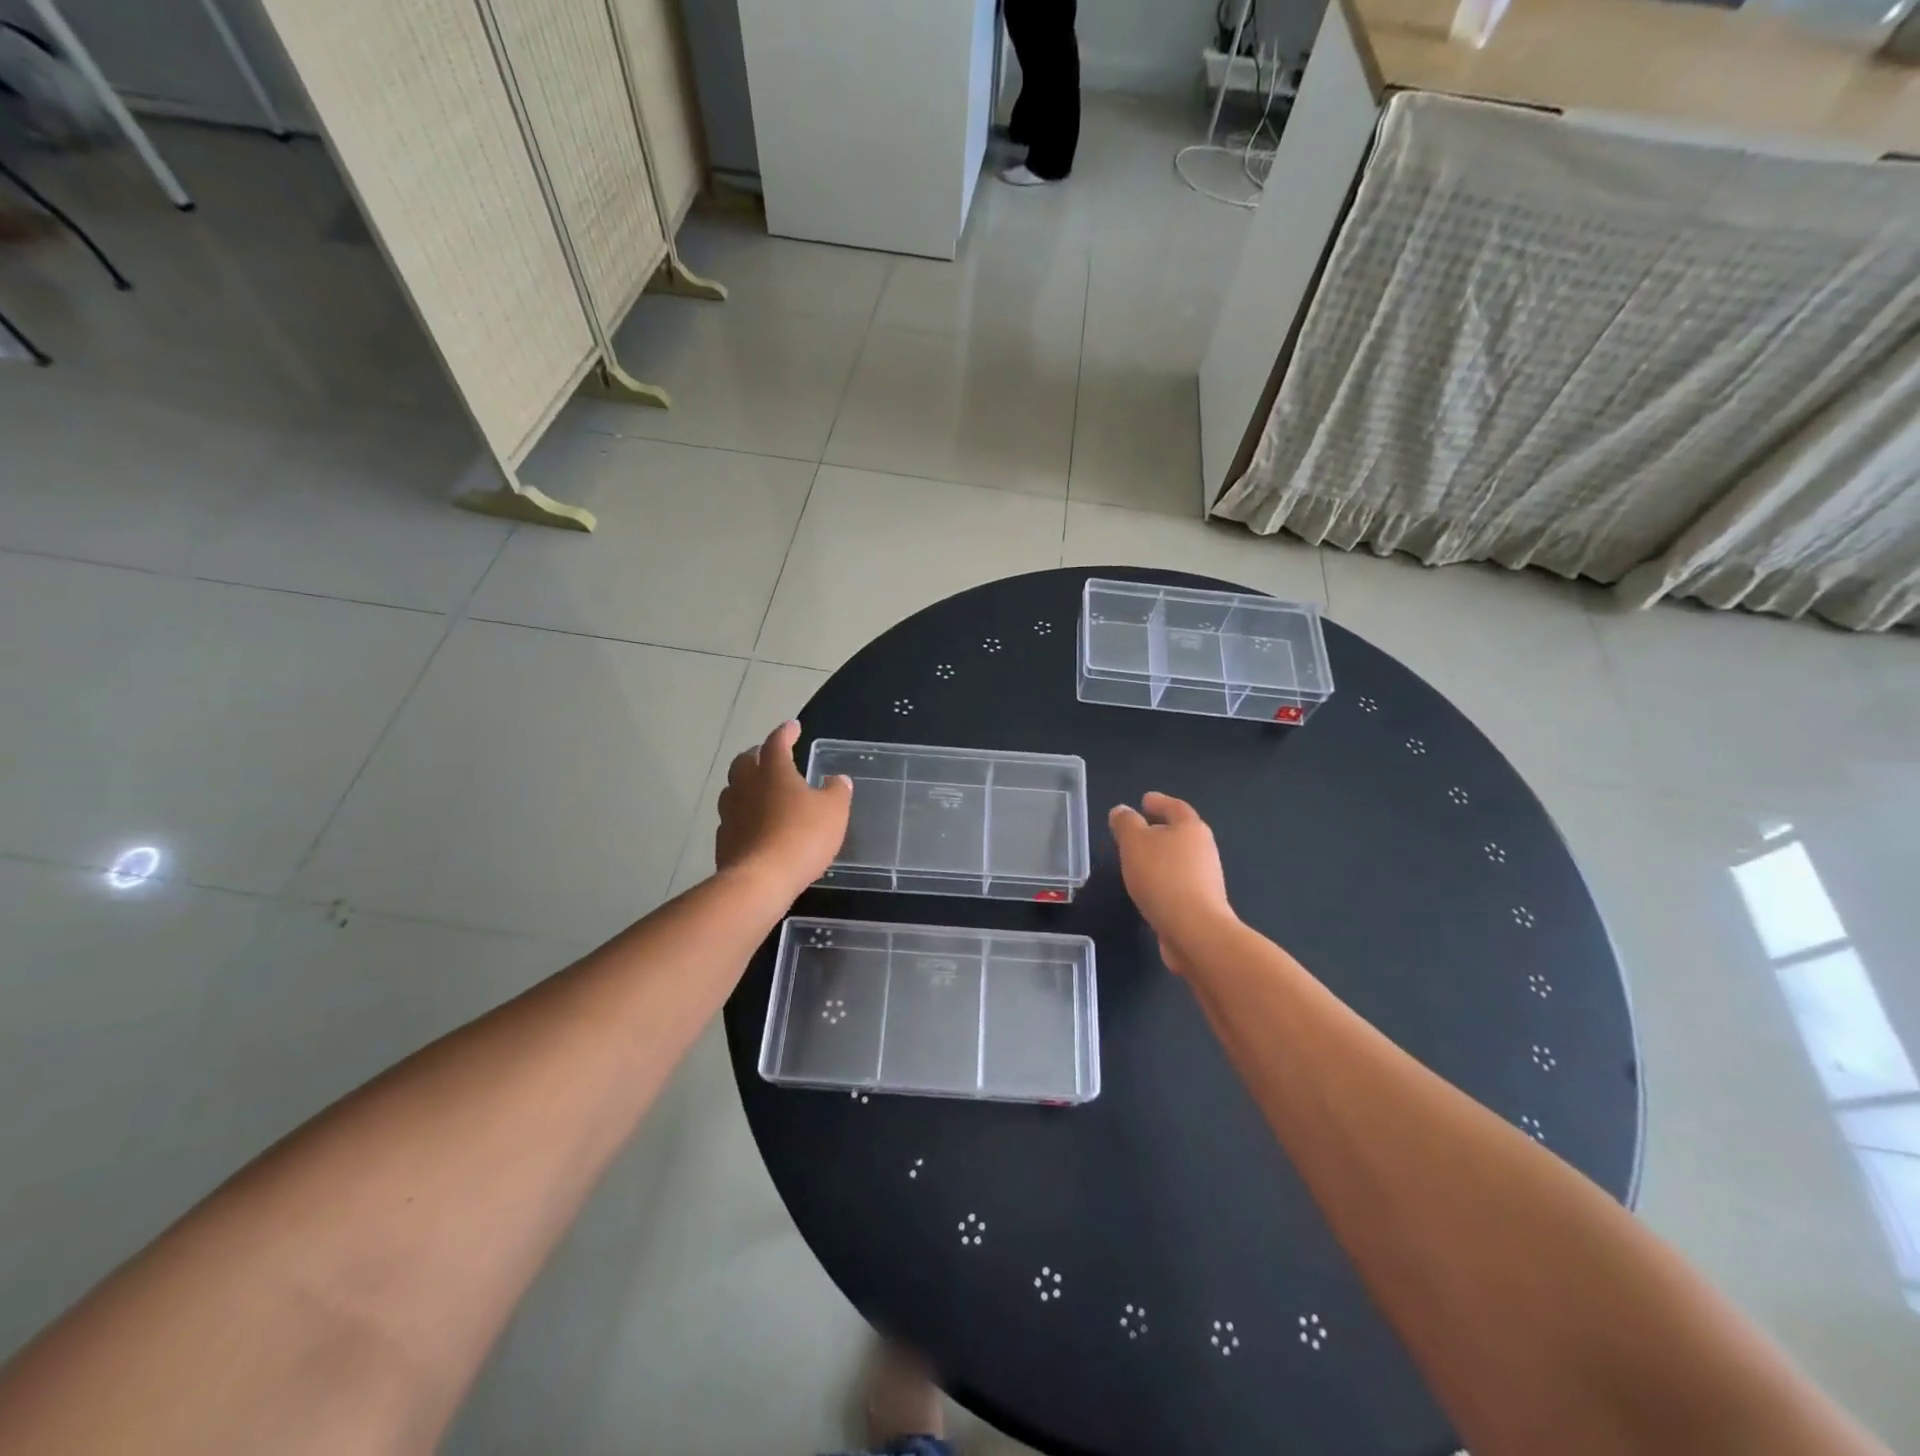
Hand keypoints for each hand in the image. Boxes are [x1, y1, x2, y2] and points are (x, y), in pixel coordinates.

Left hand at [716, 721, 851, 897]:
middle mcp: (746, 786)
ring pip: (733, 789)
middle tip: (769, 756)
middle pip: (745, 761)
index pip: (777, 742)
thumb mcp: (834, 812)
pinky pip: (732, 818)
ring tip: (759, 790)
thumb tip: (838, 779)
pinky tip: (753, 824)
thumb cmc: (802, 837)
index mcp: (773, 771)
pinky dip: (742, 815)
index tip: (793, 726)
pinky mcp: (723, 840)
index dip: (786, 732)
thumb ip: (837, 792)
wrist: (760, 881)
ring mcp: (730, 813)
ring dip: (745, 784)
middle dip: (758, 755)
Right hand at [1108, 792, 1235, 974]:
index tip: (1144, 800)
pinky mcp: (1201, 903)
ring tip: (1137, 860)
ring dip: (1160, 857)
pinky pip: (1178, 883)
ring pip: (1179, 859)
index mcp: (1191, 828)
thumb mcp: (1134, 843)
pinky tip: (1147, 888)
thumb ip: (1126, 823)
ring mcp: (1205, 878)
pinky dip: (1163, 880)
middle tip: (1137, 830)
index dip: (1159, 802)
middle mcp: (1203, 849)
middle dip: (1160, 830)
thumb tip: (1121, 810)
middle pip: (1181, 833)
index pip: (1175, 807)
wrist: (1194, 930)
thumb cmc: (1162, 877)